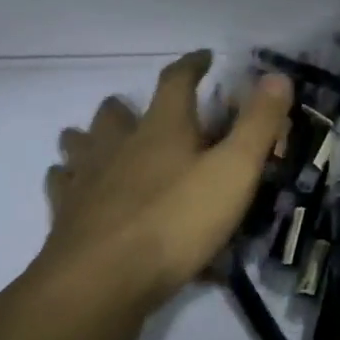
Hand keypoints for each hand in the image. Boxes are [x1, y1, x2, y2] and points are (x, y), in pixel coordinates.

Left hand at [24, 52, 291, 325]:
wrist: (101, 283)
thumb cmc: (177, 221)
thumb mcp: (235, 171)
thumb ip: (258, 124)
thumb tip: (277, 76)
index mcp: (163, 129)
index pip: (176, 82)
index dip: (192, 65)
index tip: (203, 57)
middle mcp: (119, 145)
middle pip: (116, 113)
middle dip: (129, 106)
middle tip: (140, 111)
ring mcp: (86, 180)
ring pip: (81, 144)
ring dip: (91, 137)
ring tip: (101, 141)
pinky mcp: (65, 215)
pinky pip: (62, 185)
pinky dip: (69, 179)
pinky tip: (74, 187)